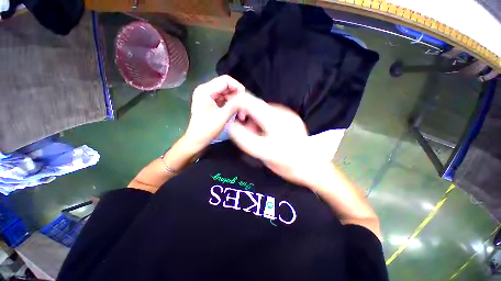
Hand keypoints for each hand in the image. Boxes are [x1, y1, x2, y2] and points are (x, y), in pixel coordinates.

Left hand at [184, 75, 244, 149]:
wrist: (197, 140)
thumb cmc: (206, 129)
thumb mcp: (222, 116)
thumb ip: (234, 105)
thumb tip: (245, 98)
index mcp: (206, 90)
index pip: (226, 80)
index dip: (238, 87)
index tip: (245, 99)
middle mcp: (207, 90)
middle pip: (227, 86)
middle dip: (237, 96)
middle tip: (244, 109)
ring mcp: (209, 97)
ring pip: (227, 94)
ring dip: (236, 102)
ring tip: (241, 113)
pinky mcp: (212, 103)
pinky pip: (225, 100)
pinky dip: (232, 105)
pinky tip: (236, 113)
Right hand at [228, 93, 331, 186]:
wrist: (311, 167)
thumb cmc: (287, 163)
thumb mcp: (262, 153)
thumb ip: (244, 138)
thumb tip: (232, 126)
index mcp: (273, 118)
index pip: (249, 102)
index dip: (237, 106)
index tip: (235, 120)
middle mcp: (281, 112)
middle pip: (256, 107)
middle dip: (248, 119)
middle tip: (250, 135)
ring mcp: (288, 114)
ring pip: (264, 112)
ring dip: (256, 122)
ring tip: (260, 138)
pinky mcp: (291, 119)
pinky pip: (271, 116)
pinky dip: (265, 123)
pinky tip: (269, 136)